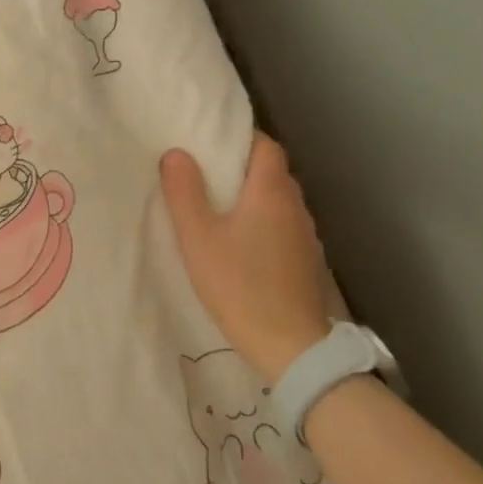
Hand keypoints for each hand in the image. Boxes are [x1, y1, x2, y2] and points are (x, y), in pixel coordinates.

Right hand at [161, 134, 332, 382]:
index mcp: (271, 191)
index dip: (241, 138)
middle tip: (205, 174)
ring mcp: (305, 235)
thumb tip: (176, 153)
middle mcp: (295, 206)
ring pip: (278, 201)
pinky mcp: (306, 261)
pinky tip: (241, 244)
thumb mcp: (198, 237)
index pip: (265, 145)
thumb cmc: (239, 284)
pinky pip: (282, 227)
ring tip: (219, 208)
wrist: (290, 345)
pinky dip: (262, 223)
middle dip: (241, 167)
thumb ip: (185, 193)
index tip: (211, 143)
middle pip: (272, 172)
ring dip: (252, 198)